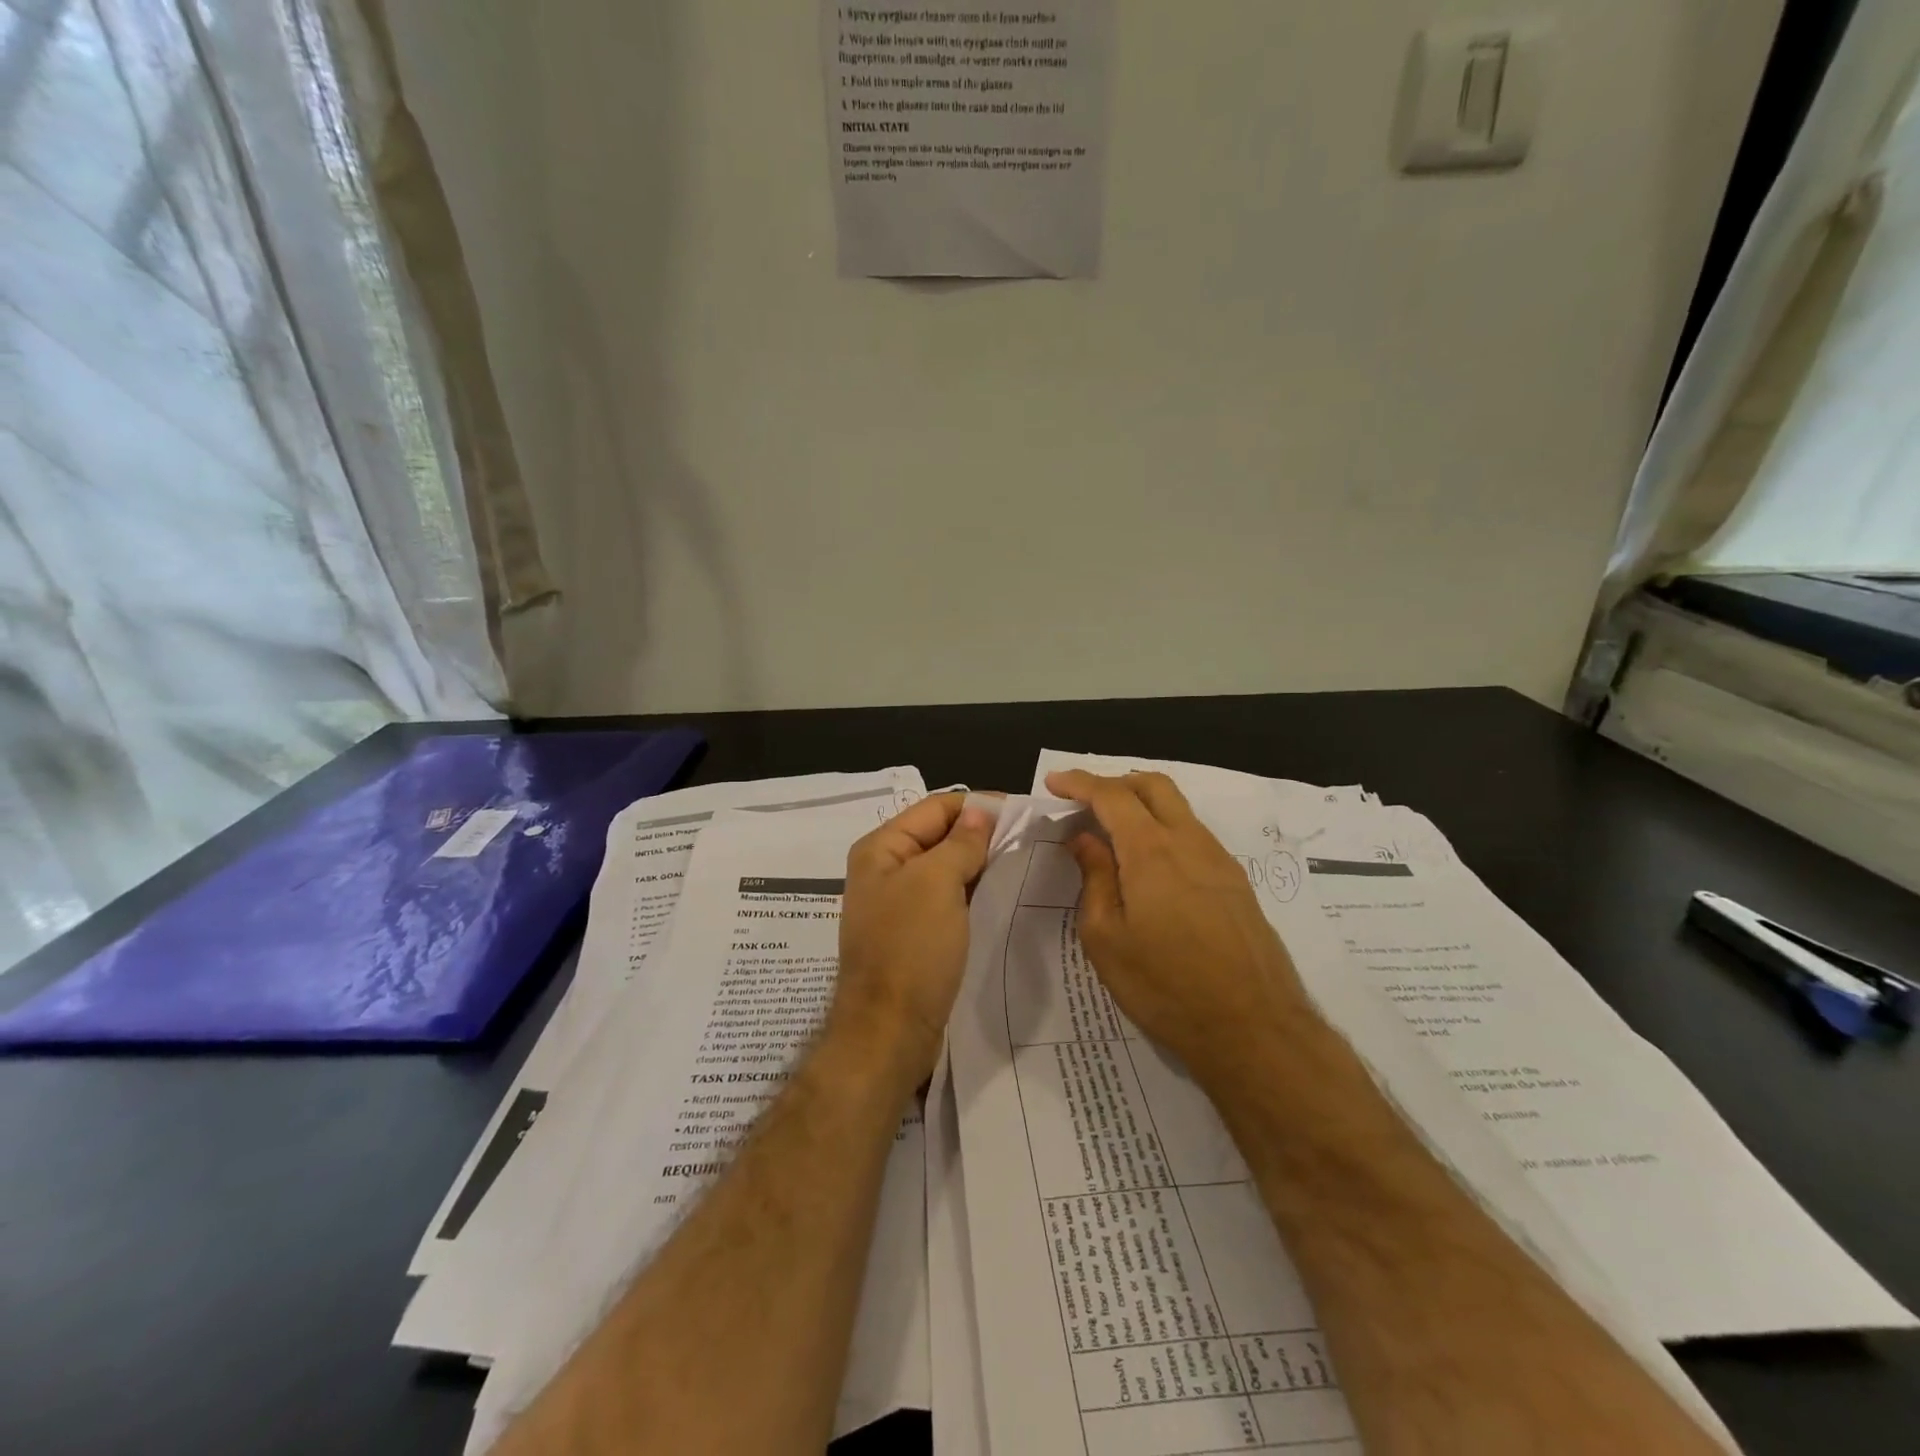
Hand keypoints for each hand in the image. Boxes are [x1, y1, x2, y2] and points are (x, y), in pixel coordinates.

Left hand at [828, 793, 996, 1087]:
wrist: (888, 1032)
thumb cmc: (910, 950)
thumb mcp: (937, 885)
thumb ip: (960, 843)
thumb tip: (980, 812)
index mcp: (882, 848)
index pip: (936, 807)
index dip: (978, 806)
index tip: (1023, 812)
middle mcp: (887, 869)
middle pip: (941, 835)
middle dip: (982, 834)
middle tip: (1032, 839)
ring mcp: (900, 903)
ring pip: (947, 868)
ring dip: (981, 863)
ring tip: (1025, 862)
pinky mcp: (916, 933)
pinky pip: (948, 899)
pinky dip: (974, 891)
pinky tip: (1004, 894)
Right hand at [1046, 770, 1311, 1082]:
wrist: (1254, 1028)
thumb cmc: (1166, 986)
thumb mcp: (1107, 939)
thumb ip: (1095, 879)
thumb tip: (1085, 840)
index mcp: (1151, 850)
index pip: (1111, 795)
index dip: (1079, 782)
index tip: (1054, 782)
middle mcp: (1189, 841)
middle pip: (1153, 785)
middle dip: (1115, 782)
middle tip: (1084, 801)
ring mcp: (1219, 859)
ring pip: (1178, 808)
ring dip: (1142, 805)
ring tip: (1113, 833)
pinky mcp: (1236, 882)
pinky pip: (1193, 834)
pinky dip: (1164, 829)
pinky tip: (1150, 865)